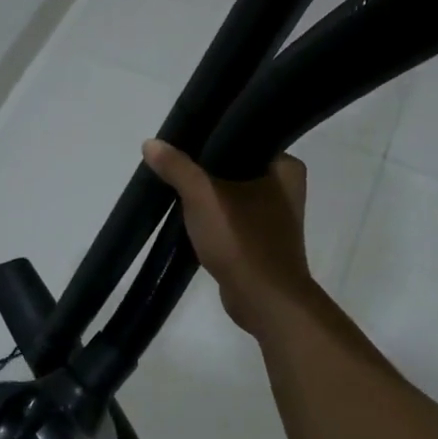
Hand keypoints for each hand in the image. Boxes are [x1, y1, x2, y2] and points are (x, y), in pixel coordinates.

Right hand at [143, 139, 319, 338]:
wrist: (265, 301)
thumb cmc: (243, 241)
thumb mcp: (203, 197)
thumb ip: (177, 168)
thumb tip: (150, 143)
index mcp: (286, 166)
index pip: (244, 137)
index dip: (211, 138)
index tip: (181, 140)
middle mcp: (287, 187)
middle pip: (235, 166)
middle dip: (205, 168)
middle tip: (172, 162)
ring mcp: (275, 217)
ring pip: (232, 193)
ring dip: (207, 194)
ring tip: (175, 185)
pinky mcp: (262, 240)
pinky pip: (232, 218)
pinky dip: (213, 217)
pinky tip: (188, 216)